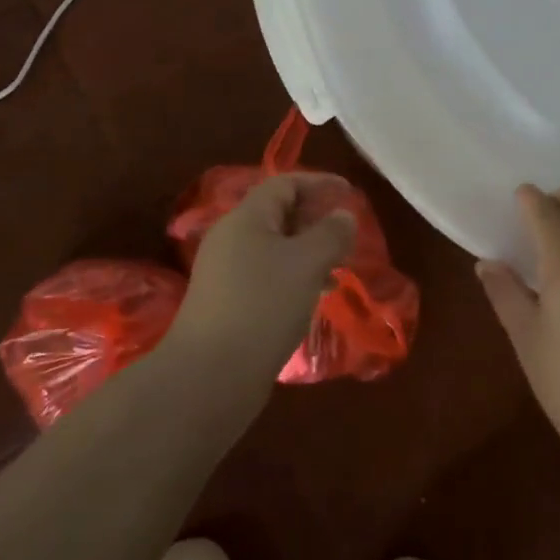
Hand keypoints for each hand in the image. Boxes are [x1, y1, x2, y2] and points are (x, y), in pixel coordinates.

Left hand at [168, 174, 356, 395]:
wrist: (210, 376)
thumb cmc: (263, 305)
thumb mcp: (307, 263)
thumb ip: (331, 234)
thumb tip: (344, 215)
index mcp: (246, 218)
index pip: (284, 184)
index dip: (319, 183)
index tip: (350, 193)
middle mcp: (232, 239)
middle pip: (278, 215)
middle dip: (315, 219)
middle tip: (347, 234)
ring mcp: (227, 274)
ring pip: (275, 249)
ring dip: (308, 251)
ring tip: (339, 267)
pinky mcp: (229, 304)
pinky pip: (269, 277)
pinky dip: (296, 277)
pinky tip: (317, 296)